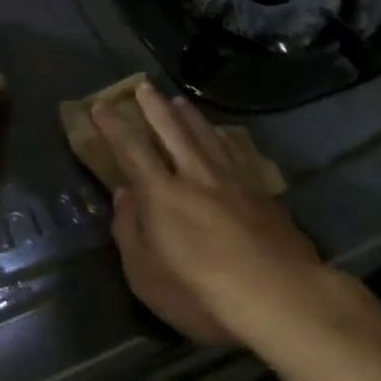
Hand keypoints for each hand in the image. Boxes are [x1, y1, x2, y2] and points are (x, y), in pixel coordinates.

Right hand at [93, 82, 322, 345]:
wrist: (279, 295)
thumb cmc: (202, 295)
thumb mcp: (147, 277)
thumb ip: (130, 232)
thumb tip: (123, 195)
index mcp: (162, 195)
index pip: (131, 150)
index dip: (114, 127)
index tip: (101, 105)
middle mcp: (196, 176)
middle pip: (173, 131)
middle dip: (154, 107)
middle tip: (144, 86)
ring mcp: (233, 180)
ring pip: (207, 136)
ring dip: (189, 116)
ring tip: (179, 101)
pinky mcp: (261, 191)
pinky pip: (236, 152)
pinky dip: (224, 137)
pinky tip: (223, 135)